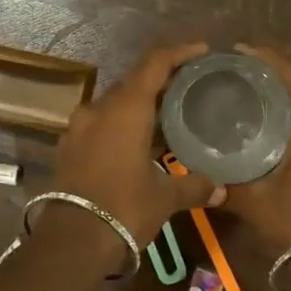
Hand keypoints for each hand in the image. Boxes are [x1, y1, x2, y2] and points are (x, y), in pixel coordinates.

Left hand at [53, 42, 225, 244]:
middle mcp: (99, 109)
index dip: (179, 52)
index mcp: (126, 108)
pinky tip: (138, 143)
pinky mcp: (69, 147)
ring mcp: (79, 127)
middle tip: (189, 88)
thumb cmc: (124, 208)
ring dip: (140, 107)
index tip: (201, 50)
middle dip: (161, 82)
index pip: (154, 64)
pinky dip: (121, 126)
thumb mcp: (164, 197)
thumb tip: (221, 189)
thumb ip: (193, 186)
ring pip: (115, 105)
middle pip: (133, 83)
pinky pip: (101, 125)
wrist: (72, 240)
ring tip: (168, 118)